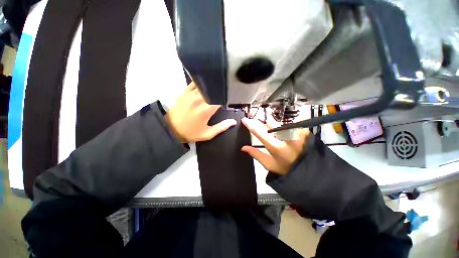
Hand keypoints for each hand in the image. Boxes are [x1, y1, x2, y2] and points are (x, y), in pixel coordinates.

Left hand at [165, 82, 236, 142]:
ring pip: (205, 85)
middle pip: (213, 89)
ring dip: (212, 86)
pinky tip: (206, 84)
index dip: (226, 97)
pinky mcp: (184, 92)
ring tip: (217, 88)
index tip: (230, 99)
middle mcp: (199, 99)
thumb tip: (233, 122)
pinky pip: (194, 83)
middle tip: (225, 92)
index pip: (220, 97)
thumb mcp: (207, 134)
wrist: (170, 130)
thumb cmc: (191, 133)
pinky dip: (202, 83)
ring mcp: (190, 94)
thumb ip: (221, 127)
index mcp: (206, 110)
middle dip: (220, 90)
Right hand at [241, 117, 308, 174]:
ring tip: (263, 119)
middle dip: (259, 117)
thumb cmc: (286, 168)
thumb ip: (256, 154)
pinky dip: (280, 123)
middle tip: (252, 113)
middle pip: (269, 122)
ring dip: (269, 119)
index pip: (260, 132)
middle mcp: (286, 137)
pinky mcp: (302, 129)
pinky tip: (277, 124)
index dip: (250, 124)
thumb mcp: (269, 164)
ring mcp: (295, 131)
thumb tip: (243, 147)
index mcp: (276, 147)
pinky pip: (287, 123)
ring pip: (277, 121)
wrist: (309, 169)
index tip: (244, 119)